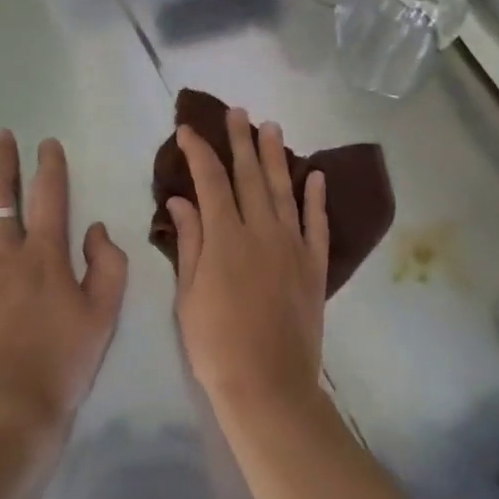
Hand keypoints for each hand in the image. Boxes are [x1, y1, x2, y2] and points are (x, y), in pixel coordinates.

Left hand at [0, 131, 126, 445]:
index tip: (47, 143)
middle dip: (1, 159)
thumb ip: (107, 265)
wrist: (10, 410)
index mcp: (46, 255)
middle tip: (0, 134)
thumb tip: (95, 229)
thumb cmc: (63, 361)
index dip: (49, 165)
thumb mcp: (104, 315)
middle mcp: (5, 252)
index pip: (49, 196)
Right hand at [166, 108, 329, 424]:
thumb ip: (189, 241)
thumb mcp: (188, 293)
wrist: (268, 386)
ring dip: (277, 157)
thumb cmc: (215, 343)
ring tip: (272, 127)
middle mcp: (261, 230)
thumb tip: (181, 199)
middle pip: (250, 175)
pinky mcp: (314, 266)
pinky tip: (316, 175)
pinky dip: (316, 198)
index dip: (198, 151)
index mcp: (225, 236)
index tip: (188, 130)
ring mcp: (292, 246)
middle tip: (238, 112)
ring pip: (285, 190)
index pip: (210, 180)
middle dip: (241, 140)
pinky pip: (317, 224)